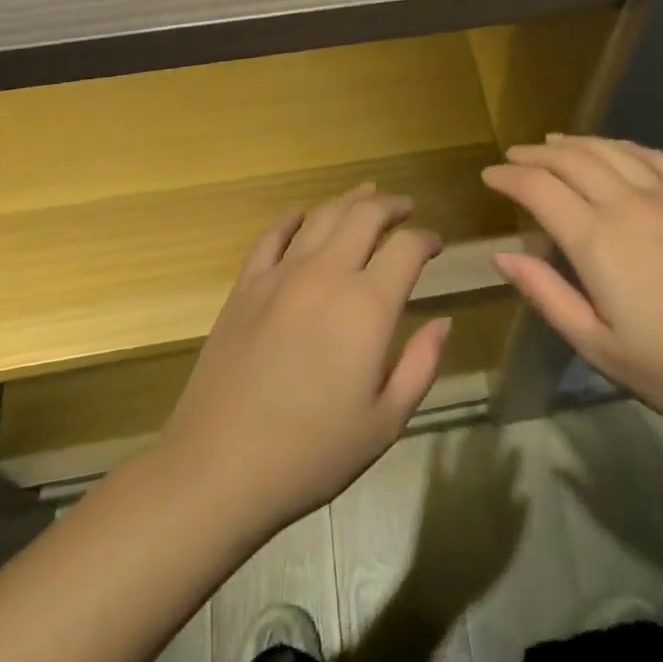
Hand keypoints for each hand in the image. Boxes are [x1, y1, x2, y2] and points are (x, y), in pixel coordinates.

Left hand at [156, 183, 452, 537]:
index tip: (435, 246)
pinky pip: (272, 235)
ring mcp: (280, 275)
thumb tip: (443, 322)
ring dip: (349, 200)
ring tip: (365, 195)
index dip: (426, 239)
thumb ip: (421, 364)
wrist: (219, 467)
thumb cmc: (312, 453)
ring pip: (321, 216)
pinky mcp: (245, 286)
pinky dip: (293, 218)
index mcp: (367, 306)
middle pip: (364, 215)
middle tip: (405, 207)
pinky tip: (303, 216)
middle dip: (391, 205)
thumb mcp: (385, 421)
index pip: (406, 247)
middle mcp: (326, 275)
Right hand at [481, 136, 662, 435]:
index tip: (488, 176)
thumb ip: (546, 294)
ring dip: (576, 142)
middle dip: (535, 154)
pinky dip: (626, 145)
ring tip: (552, 142)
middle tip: (512, 156)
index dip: (508, 178)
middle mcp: (628, 204)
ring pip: (611, 150)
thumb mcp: (596, 345)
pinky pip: (657, 157)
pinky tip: (616, 148)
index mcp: (597, 241)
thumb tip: (503, 255)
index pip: (539, 189)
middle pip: (571, 160)